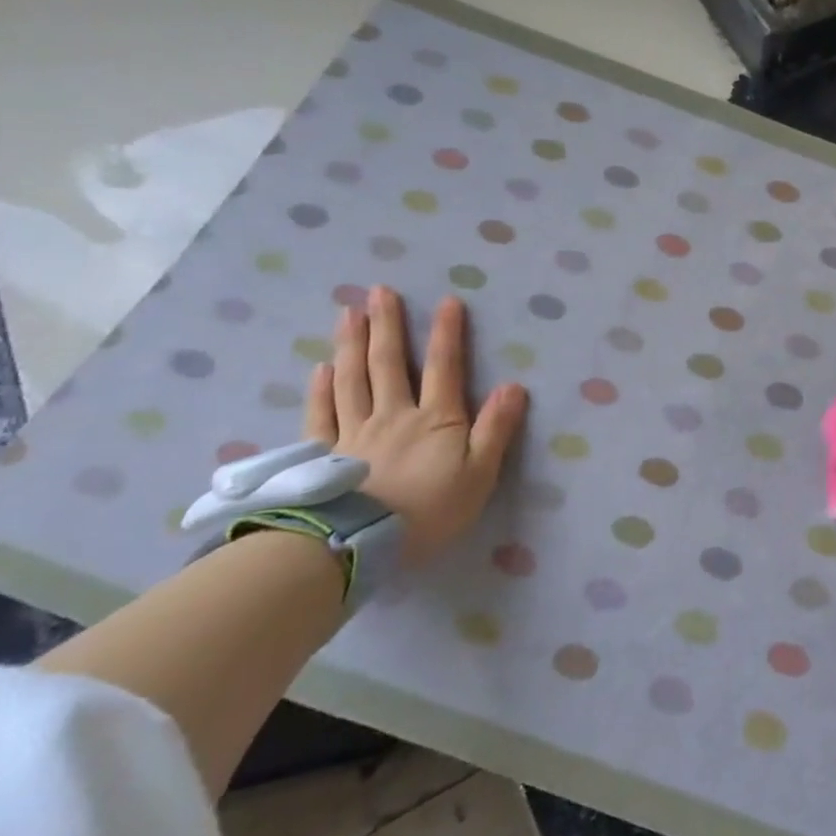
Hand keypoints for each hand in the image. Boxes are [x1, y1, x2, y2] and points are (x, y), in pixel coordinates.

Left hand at [304, 285, 529, 568]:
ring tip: (349, 313)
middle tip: (379, 290)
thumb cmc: (430, 511)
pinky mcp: (325, 454)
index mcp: (436, 419)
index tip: (447, 300)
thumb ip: (496, 428)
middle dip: (387, 324)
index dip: (447, 333)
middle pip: (388, 363)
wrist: (360, 544)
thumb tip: (515, 385)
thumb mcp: (480, 473)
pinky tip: (322, 368)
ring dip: (352, 344)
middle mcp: (394, 415)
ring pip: (352, 379)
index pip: (444, 367)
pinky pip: (321, 414)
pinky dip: (321, 388)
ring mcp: (355, 432)